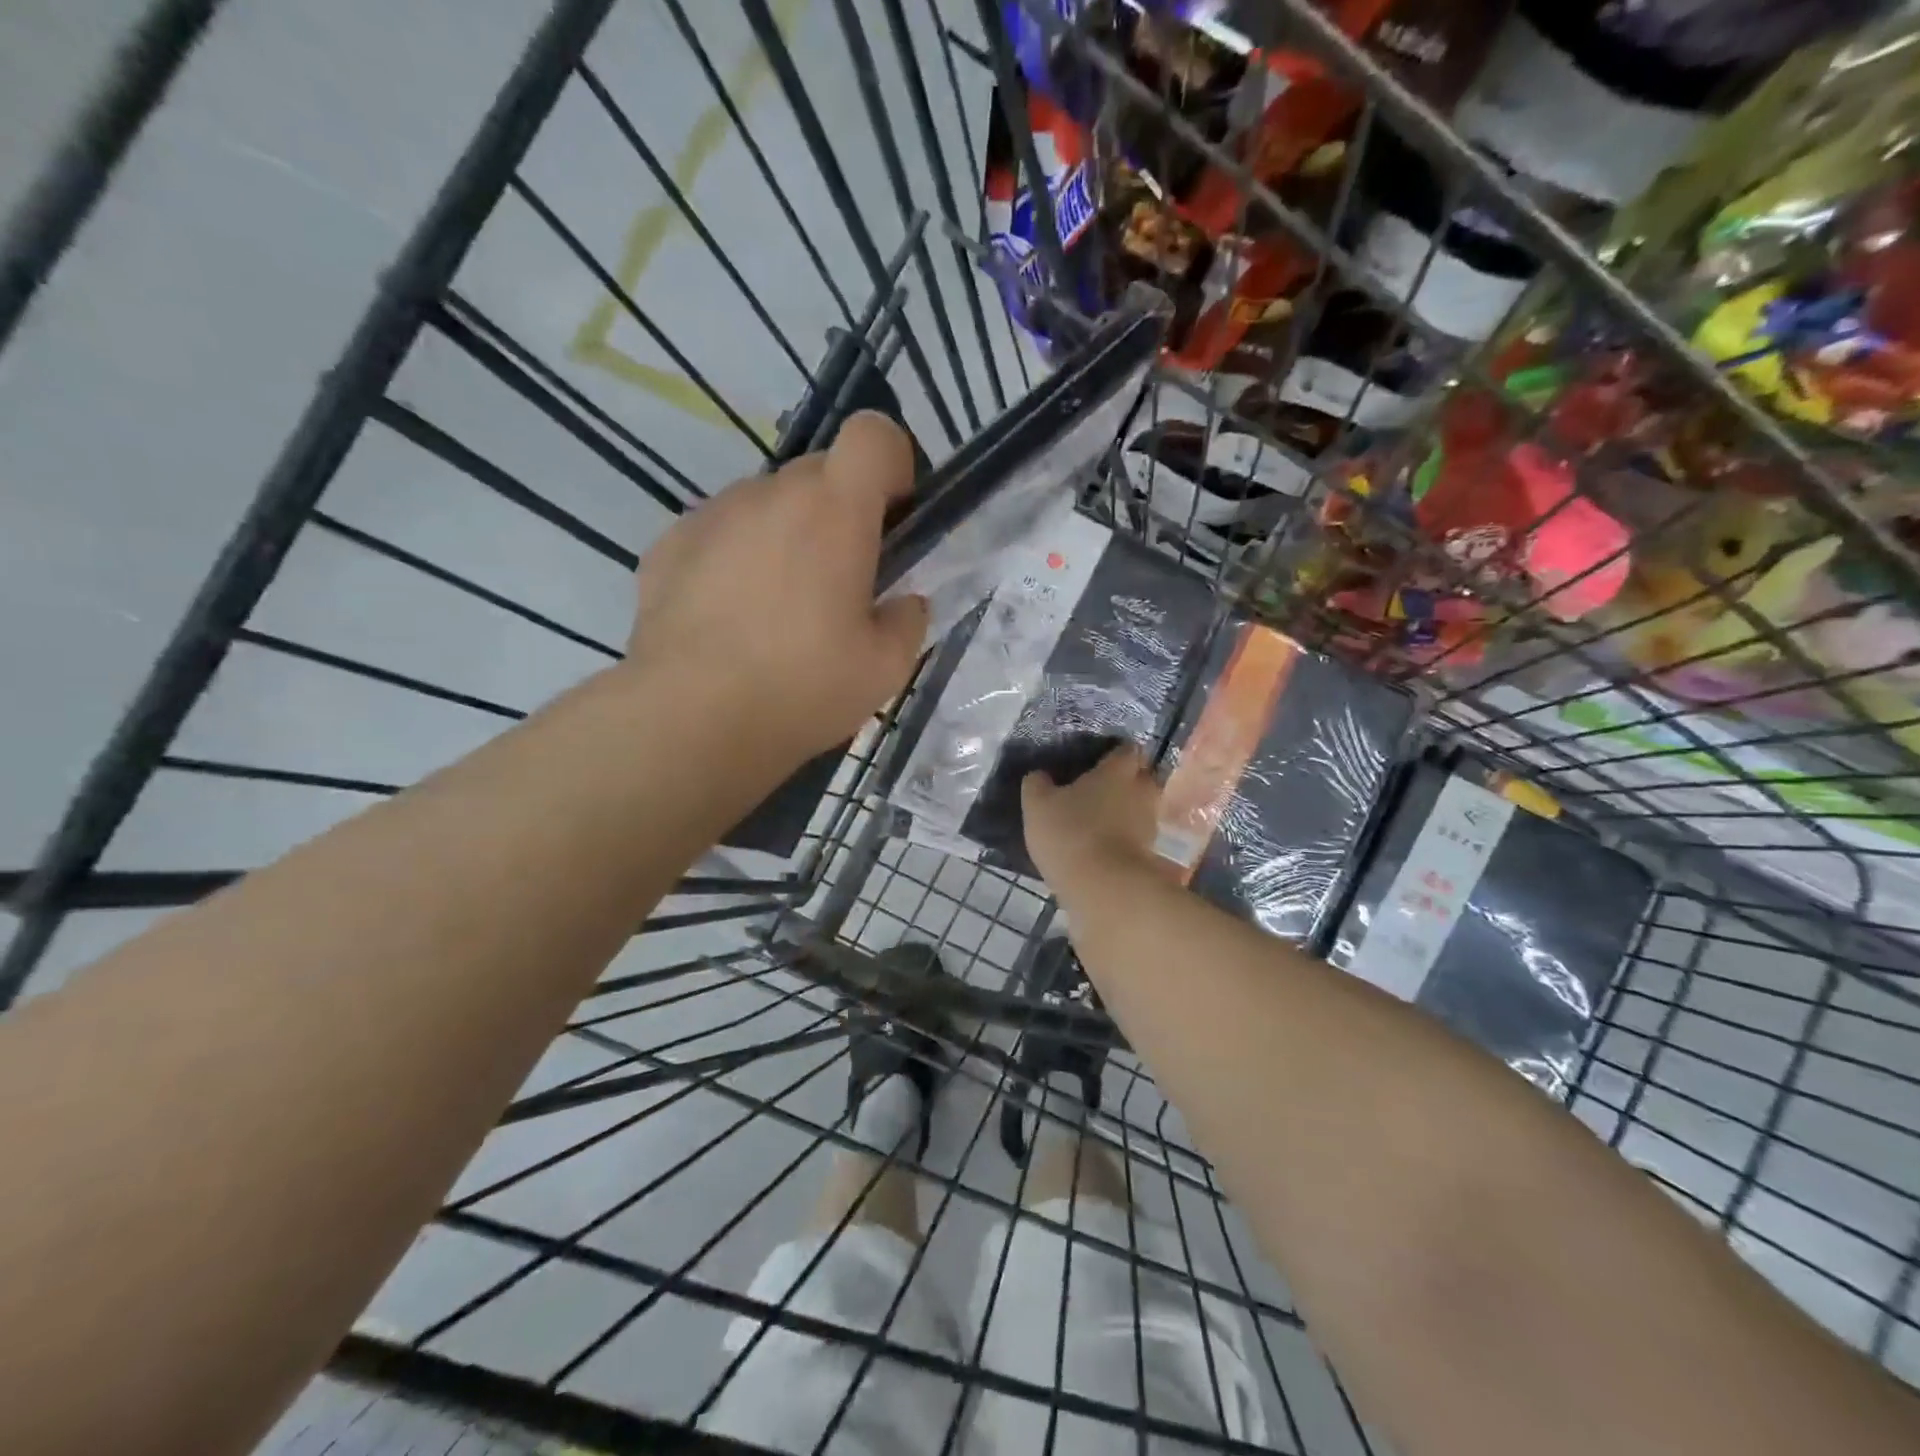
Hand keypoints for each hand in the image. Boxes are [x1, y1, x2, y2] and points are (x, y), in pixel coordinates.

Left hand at [627, 413, 929, 762]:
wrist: (691, 720)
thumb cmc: (802, 689)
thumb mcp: (886, 668)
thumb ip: (908, 620)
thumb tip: (902, 602)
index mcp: (834, 510)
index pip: (873, 434)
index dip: (892, 464)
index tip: (892, 517)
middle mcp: (770, 494)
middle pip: (819, 473)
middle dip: (839, 512)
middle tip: (838, 583)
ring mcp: (712, 515)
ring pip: (766, 504)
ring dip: (785, 536)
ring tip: (776, 610)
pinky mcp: (668, 544)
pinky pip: (720, 533)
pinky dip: (735, 559)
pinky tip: (728, 618)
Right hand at [1022, 742, 1163, 892]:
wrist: (1104, 887)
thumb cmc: (1070, 833)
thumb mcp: (1037, 804)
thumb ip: (1037, 783)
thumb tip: (1039, 774)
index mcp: (1117, 771)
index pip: (1127, 748)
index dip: (1113, 752)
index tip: (1097, 759)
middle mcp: (1141, 791)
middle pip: (1142, 776)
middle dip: (1126, 779)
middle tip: (1099, 788)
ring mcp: (1150, 824)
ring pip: (1141, 807)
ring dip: (1126, 810)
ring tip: (1100, 819)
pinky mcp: (1149, 853)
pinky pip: (1137, 835)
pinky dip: (1125, 836)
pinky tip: (1103, 844)